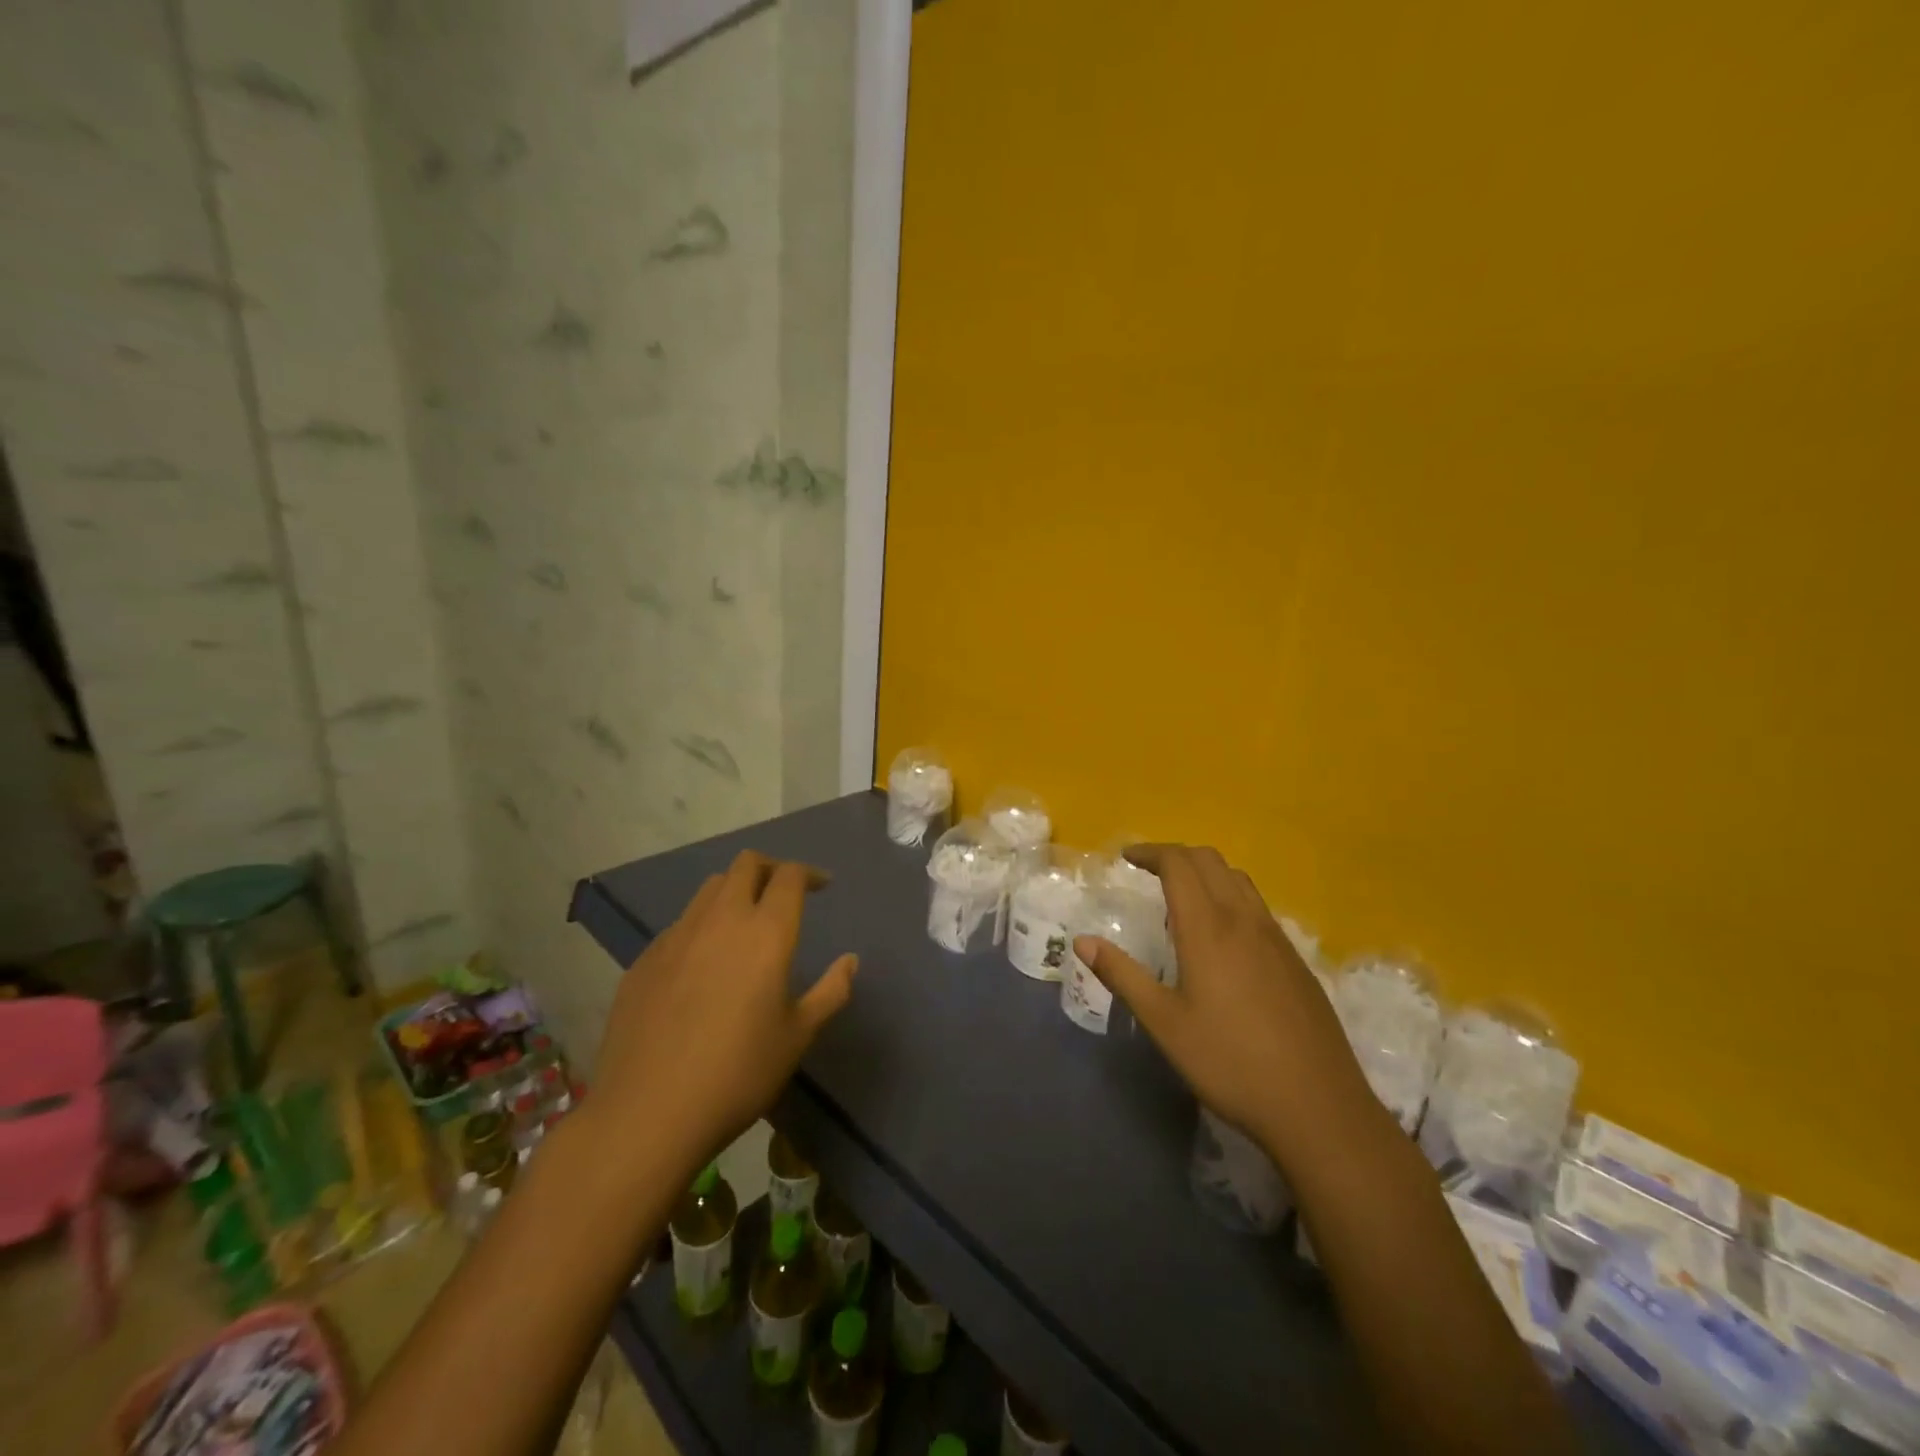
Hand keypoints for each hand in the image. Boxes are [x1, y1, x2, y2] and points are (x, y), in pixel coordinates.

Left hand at [589, 850, 856, 1175]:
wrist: (647, 1113)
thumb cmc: (738, 1074)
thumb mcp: (798, 1036)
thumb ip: (831, 991)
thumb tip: (850, 961)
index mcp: (766, 933)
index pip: (789, 876)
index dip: (809, 873)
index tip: (821, 885)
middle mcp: (721, 920)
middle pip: (746, 864)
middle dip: (771, 869)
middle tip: (784, 893)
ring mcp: (677, 936)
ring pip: (710, 888)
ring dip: (735, 891)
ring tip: (745, 923)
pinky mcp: (645, 959)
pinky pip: (681, 923)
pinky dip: (703, 925)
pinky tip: (704, 964)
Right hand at [1074, 844, 1379, 1167]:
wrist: (1318, 1107)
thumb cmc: (1230, 1063)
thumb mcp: (1164, 1023)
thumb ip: (1122, 975)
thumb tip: (1082, 941)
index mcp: (1208, 929)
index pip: (1178, 864)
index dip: (1150, 852)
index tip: (1126, 858)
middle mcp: (1244, 920)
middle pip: (1210, 861)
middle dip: (1176, 855)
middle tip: (1147, 871)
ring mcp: (1276, 939)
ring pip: (1239, 880)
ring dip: (1206, 872)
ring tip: (1181, 897)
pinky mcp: (1296, 960)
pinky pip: (1257, 906)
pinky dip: (1230, 896)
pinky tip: (1221, 937)